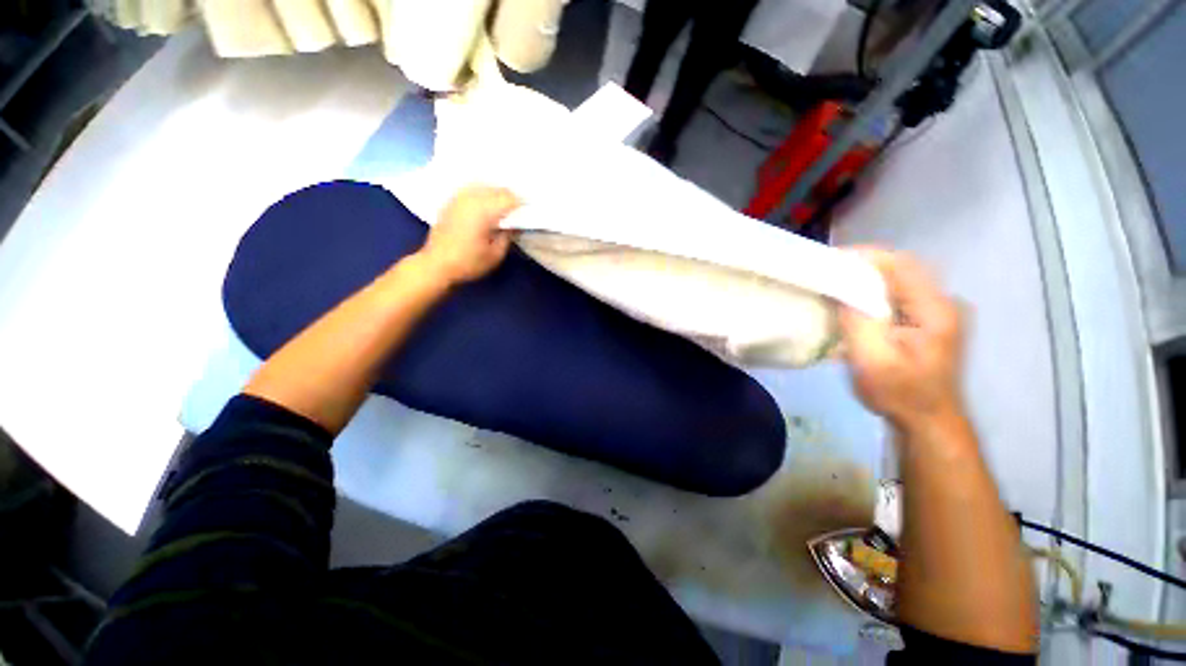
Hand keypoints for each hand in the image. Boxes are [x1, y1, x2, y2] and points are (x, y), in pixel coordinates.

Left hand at [419, 185, 520, 284]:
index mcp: (485, 211)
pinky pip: (471, 189)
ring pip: (484, 185)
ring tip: (504, 204)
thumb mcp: (496, 254)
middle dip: (510, 196)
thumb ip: (508, 236)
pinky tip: (486, 202)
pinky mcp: (451, 201)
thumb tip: (516, 224)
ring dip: (496, 192)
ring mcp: (459, 198)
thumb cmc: (469, 262)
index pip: (510, 198)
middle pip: (497, 189)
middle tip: (520, 208)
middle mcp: (472, 199)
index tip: (530, 210)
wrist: (436, 264)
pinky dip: (482, 192)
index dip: (522, 203)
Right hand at [840, 249, 964, 435]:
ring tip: (834, 283)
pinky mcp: (927, 319)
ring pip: (897, 278)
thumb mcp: (872, 360)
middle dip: (862, 265)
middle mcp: (941, 302)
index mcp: (935, 310)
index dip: (864, 257)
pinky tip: (853, 300)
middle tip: (827, 271)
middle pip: (900, 267)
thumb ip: (858, 322)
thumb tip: (842, 290)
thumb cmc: (899, 394)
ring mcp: (936, 310)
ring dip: (866, 277)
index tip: (830, 259)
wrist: (927, 420)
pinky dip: (872, 290)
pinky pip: (897, 293)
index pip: (900, 265)